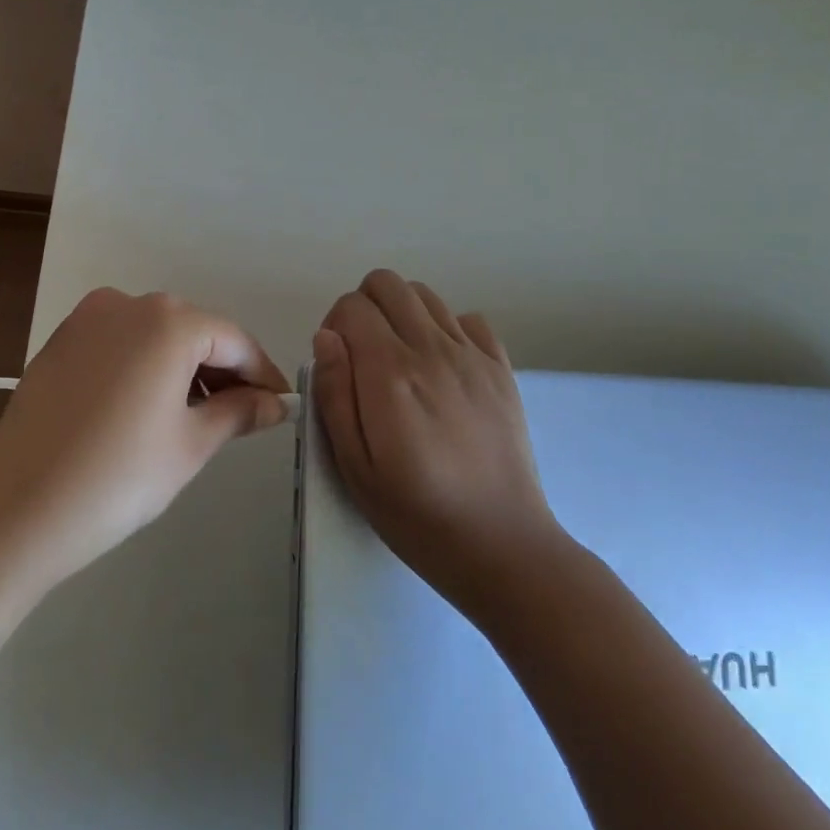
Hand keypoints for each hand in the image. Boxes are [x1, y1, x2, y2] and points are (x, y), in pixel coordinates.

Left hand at [0, 288, 289, 586]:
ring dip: (184, 367)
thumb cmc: (118, 477)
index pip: (233, 340)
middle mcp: (128, 304)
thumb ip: (240, 412)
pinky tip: (148, 407)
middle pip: (194, 331)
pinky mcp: (60, 341)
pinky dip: (145, 365)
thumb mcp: (191, 445)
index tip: (280, 405)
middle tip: (243, 415)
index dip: (262, 373)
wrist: (15, 509)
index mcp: (168, 321)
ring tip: (197, 416)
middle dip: (223, 369)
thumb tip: (274, 402)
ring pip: (156, 335)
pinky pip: (121, 342)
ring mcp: (87, 319)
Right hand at [312, 270, 563, 618]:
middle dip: (364, 307)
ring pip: (425, 295)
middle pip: (387, 283)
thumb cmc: (416, 515)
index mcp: (390, 373)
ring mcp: (472, 355)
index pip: (352, 307)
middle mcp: (431, 349)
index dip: (334, 327)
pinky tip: (442, 369)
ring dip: (402, 314)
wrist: (502, 545)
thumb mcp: (354, 466)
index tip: (338, 365)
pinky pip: (469, 319)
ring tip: (401, 362)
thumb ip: (334, 393)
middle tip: (363, 356)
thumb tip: (326, 337)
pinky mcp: (501, 368)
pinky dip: (446, 329)